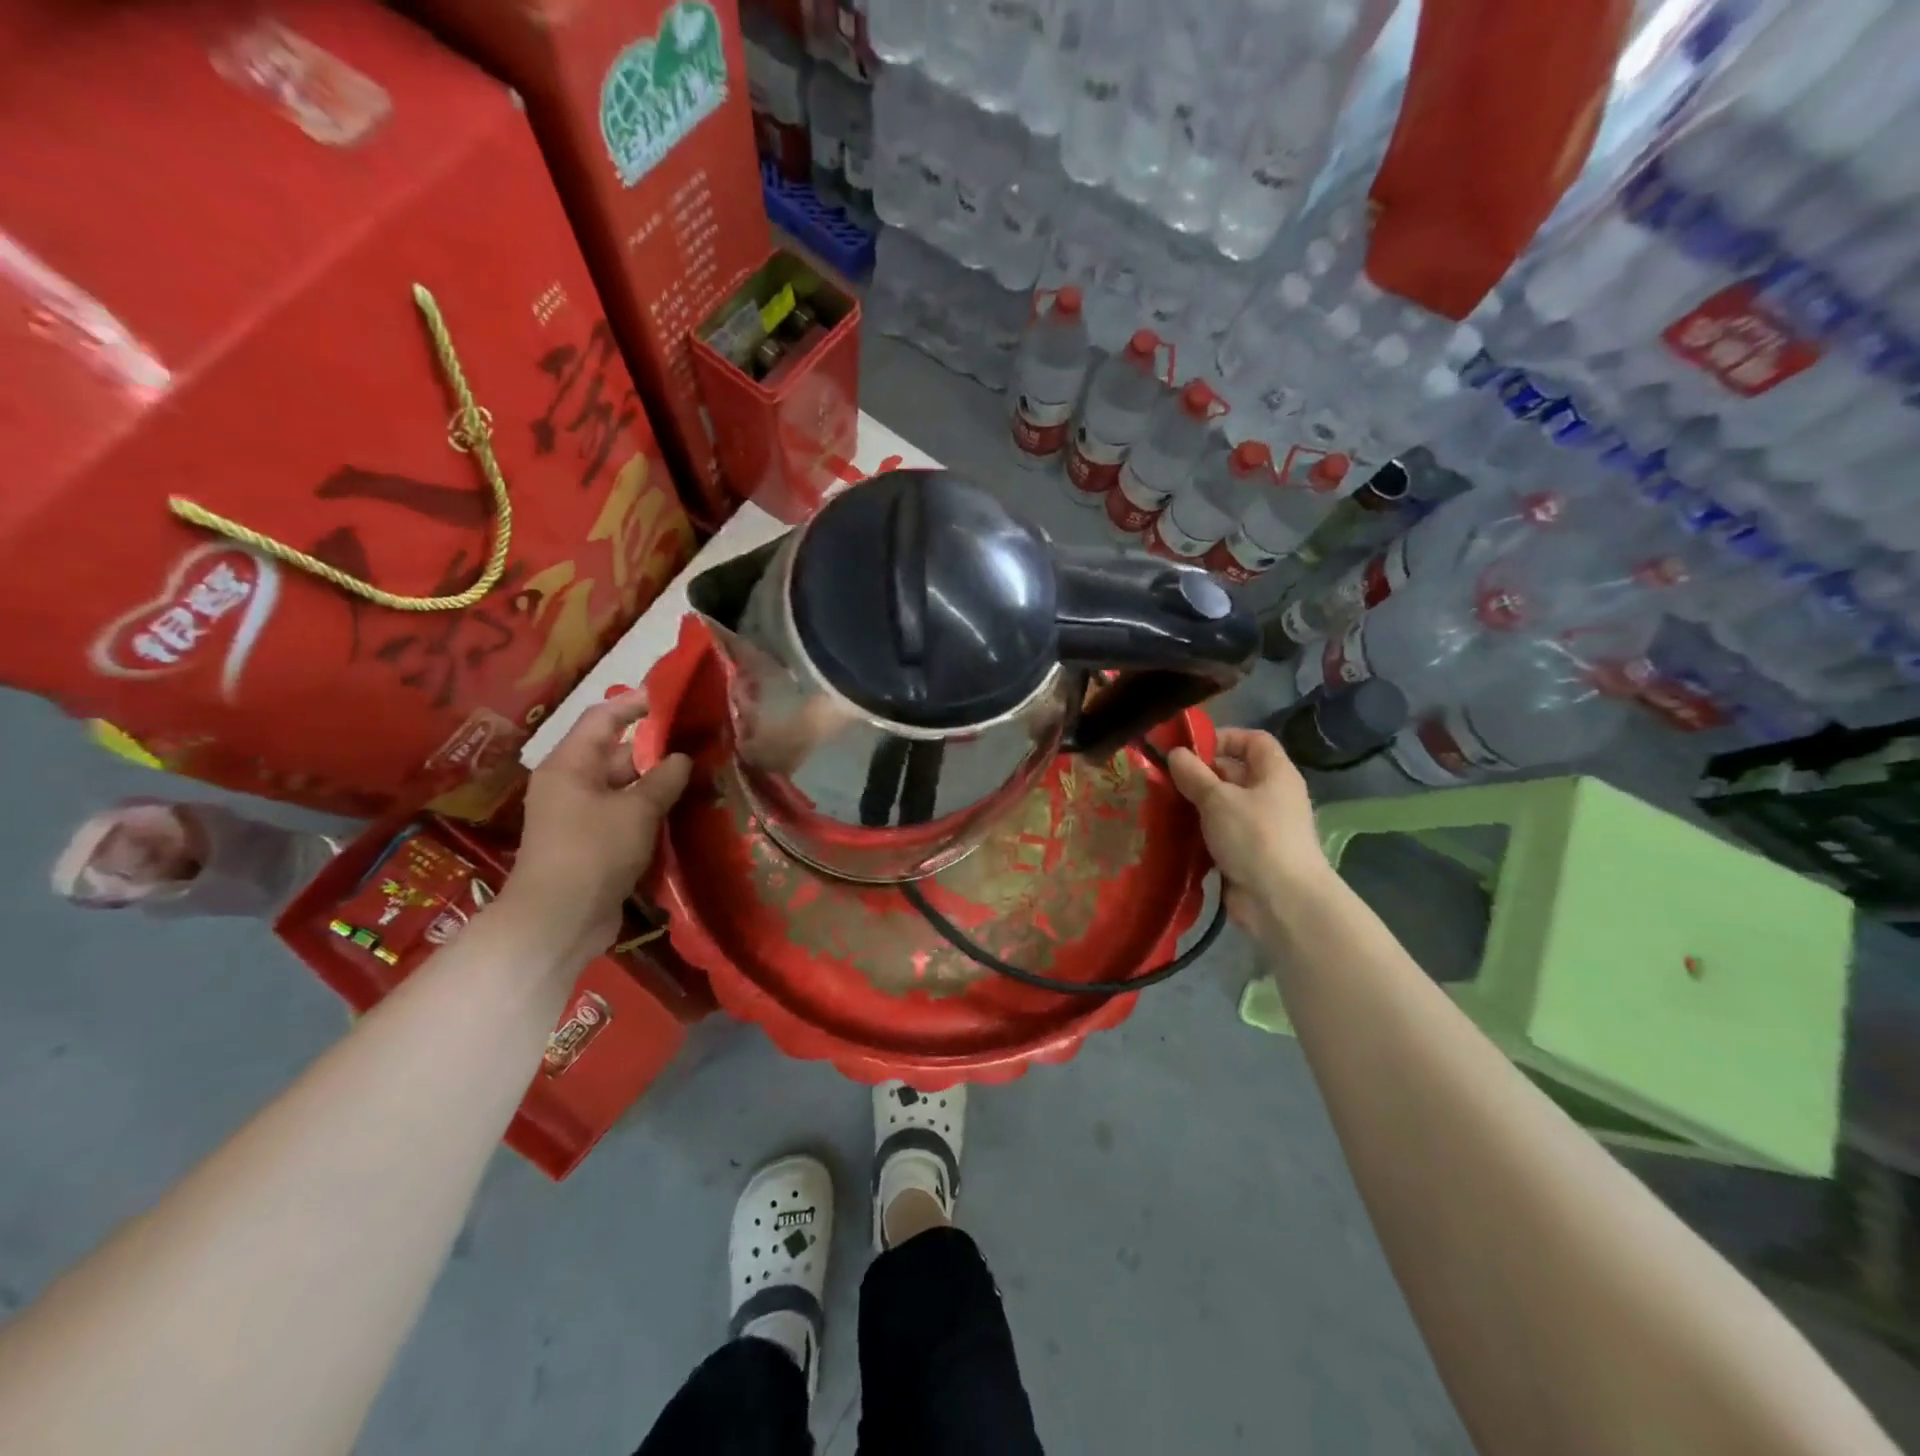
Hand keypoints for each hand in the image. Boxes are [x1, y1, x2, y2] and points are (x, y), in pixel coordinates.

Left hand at [508, 691, 691, 954]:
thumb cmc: (594, 851)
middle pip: (615, 752)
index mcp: (570, 764)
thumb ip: (663, 779)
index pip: (603, 718)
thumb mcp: (636, 809)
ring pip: (623, 786)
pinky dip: (649, 808)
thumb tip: (682, 758)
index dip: (636, 704)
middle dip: (655, 747)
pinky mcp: (592, 843)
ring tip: (699, 772)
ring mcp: (580, 815)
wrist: (559, 920)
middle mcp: (571, 783)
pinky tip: (681, 809)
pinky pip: (624, 814)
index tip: (674, 698)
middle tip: (699, 740)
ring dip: (657, 781)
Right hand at [1168, 728, 1330, 942]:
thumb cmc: (1255, 837)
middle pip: (1235, 773)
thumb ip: (1194, 774)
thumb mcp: (1218, 799)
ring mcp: (1260, 827)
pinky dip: (1199, 833)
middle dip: (1200, 774)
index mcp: (1275, 773)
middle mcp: (1271, 796)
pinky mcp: (1248, 854)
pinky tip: (1172, 834)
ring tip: (1161, 805)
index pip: (1253, 741)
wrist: (1282, 901)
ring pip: (1223, 806)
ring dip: (1195, 806)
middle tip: (1164, 779)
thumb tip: (1175, 754)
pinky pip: (1220, 834)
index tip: (1190, 750)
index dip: (1223, 738)